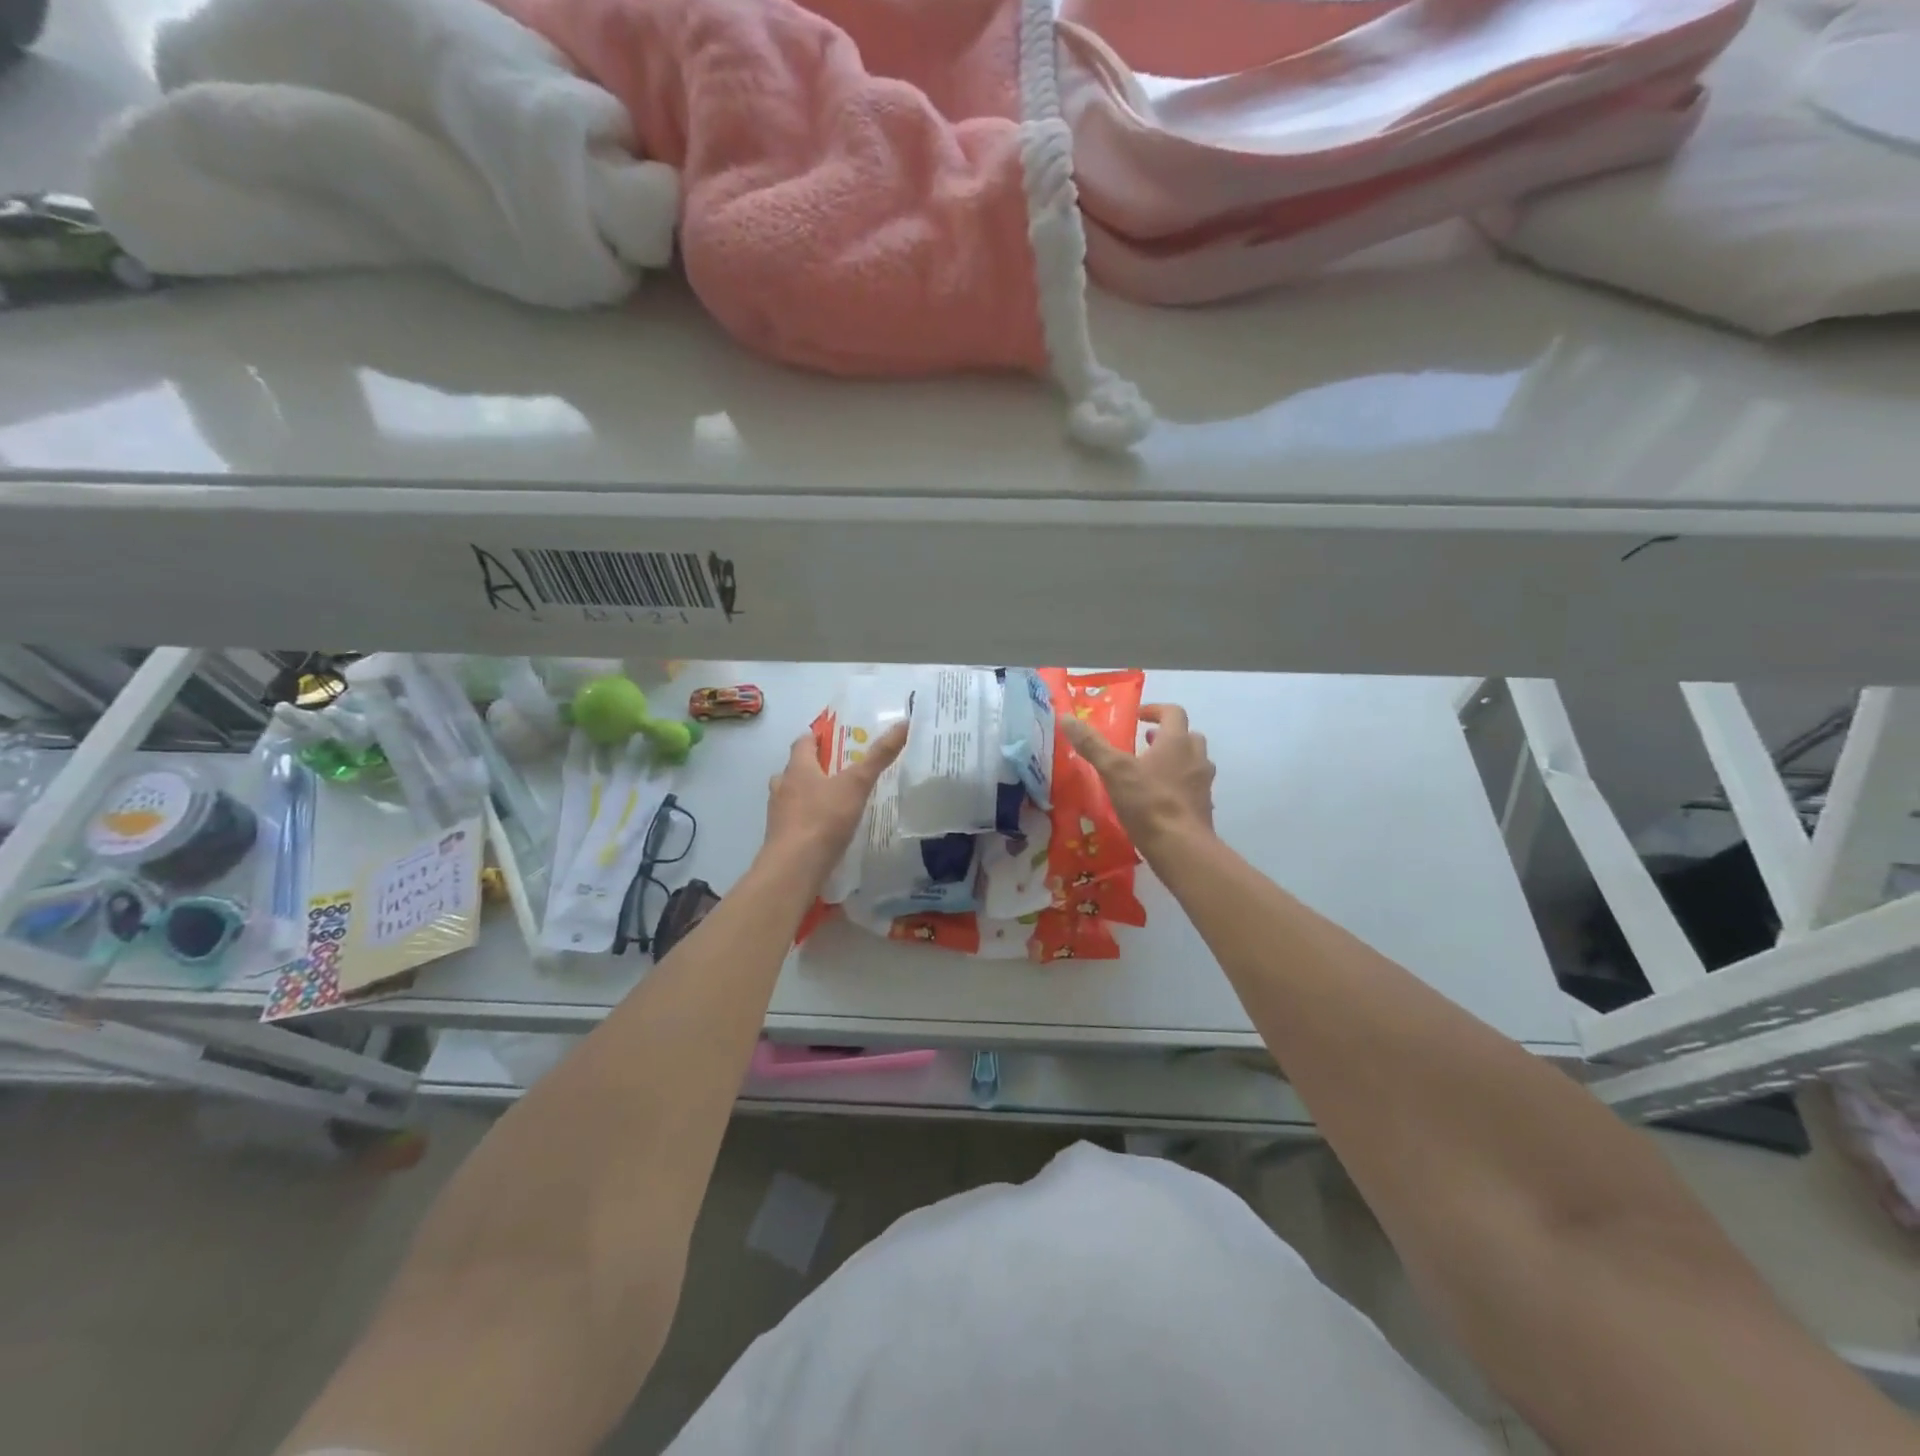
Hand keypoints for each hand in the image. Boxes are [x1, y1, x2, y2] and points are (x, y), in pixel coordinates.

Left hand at [762, 720, 907, 882]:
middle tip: (836, 771)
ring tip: (831, 801)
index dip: (815, 737)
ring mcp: (778, 815)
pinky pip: (793, 822)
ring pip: (790, 797)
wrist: (795, 867)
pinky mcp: (780, 839)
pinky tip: (823, 830)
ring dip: (806, 795)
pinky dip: (805, 821)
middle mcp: (783, 787)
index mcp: (798, 769)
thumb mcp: (857, 784)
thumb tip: (903, 723)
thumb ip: (878, 757)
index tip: (830, 737)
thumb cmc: (824, 819)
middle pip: (794, 770)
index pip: (803, 743)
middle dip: (811, 768)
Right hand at [1059, 703, 1215, 859]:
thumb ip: (1092, 744)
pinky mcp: (1204, 808)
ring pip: (1193, 762)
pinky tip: (1159, 800)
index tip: (1138, 716)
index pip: (1173, 712)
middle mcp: (1196, 758)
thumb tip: (1066, 718)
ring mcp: (1203, 784)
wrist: (1181, 847)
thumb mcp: (1114, 770)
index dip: (1155, 710)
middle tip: (1145, 743)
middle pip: (1188, 736)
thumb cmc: (1148, 802)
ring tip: (1150, 771)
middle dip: (1167, 736)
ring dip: (1175, 760)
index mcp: (1177, 742)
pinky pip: (1192, 788)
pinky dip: (1178, 786)